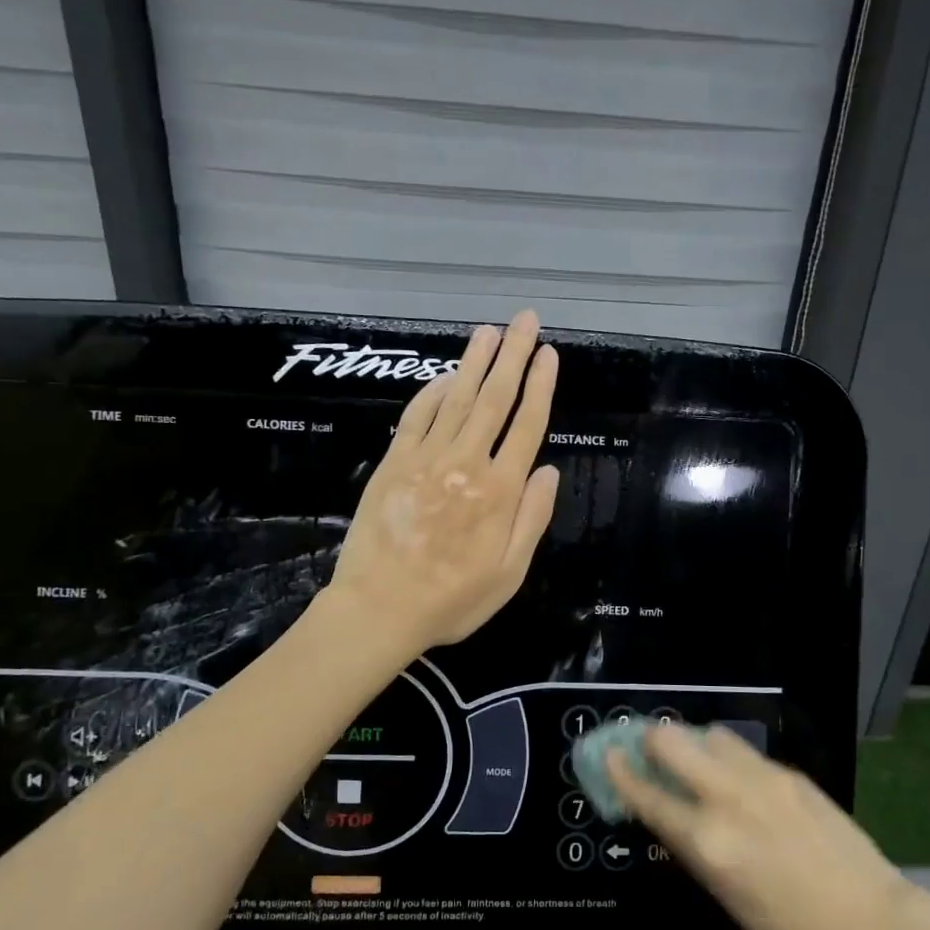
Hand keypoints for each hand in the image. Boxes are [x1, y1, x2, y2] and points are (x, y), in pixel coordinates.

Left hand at [328, 311, 559, 654]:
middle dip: (513, 356)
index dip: (541, 386)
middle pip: (495, 399)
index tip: (549, 355)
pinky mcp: (394, 463)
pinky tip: (444, 374)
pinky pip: (416, 417)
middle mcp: (467, 464)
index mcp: (500, 491)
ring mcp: (426, 459)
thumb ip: (532, 519)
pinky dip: (431, 391)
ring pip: (456, 398)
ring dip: (475, 362)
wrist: (380, 609)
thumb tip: (549, 470)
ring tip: (490, 330)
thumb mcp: (509, 573)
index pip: (527, 426)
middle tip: (525, 320)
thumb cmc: (452, 600)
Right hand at [609, 724, 913, 929]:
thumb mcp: (725, 896)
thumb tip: (664, 811)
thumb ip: (690, 846)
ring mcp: (762, 778)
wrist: (869, 918)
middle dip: (652, 740)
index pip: (648, 795)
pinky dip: (729, 759)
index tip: (608, 754)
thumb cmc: (788, 926)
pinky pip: (744, 752)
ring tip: (699, 764)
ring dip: (695, 744)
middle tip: (651, 752)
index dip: (621, 772)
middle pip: (671, 740)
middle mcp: (729, 798)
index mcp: (708, 841)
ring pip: (711, 734)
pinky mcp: (789, 772)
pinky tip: (739, 782)